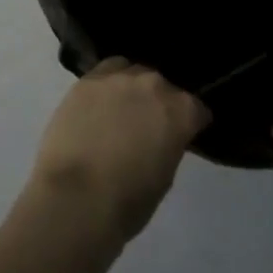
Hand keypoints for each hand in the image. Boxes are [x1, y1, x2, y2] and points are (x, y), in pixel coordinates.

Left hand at [23, 58, 208, 245]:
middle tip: (148, 125)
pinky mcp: (86, 80)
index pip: (196, 109)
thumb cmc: (128, 200)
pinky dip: (106, 85)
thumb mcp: (165, 175)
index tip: (183, 136)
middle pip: (162, 86)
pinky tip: (98, 103)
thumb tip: (160, 136)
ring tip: (121, 110)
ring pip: (131, 72)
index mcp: (181, 111)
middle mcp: (152, 84)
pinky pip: (103, 73)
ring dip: (131, 89)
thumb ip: (168, 143)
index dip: (191, 124)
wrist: (76, 196)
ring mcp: (117, 78)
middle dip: (159, 103)